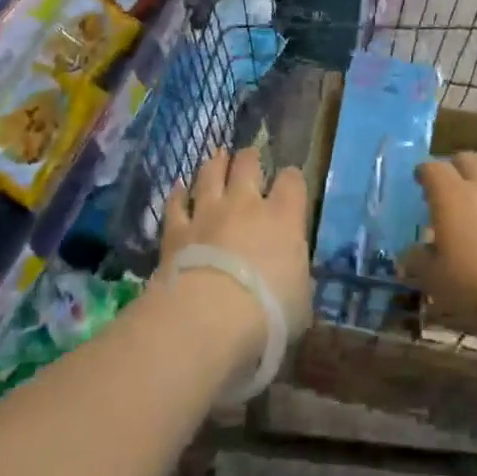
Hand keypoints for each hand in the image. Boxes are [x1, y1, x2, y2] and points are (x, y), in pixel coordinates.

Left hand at [161, 148, 312, 338]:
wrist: (209, 318)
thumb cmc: (269, 313)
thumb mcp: (300, 301)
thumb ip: (297, 280)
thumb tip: (297, 282)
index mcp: (283, 218)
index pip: (292, 181)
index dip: (291, 178)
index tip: (290, 182)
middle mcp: (245, 205)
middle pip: (248, 164)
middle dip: (250, 158)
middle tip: (249, 157)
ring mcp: (208, 213)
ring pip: (210, 174)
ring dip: (215, 164)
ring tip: (217, 157)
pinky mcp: (176, 230)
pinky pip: (176, 204)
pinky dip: (178, 195)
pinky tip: (178, 189)